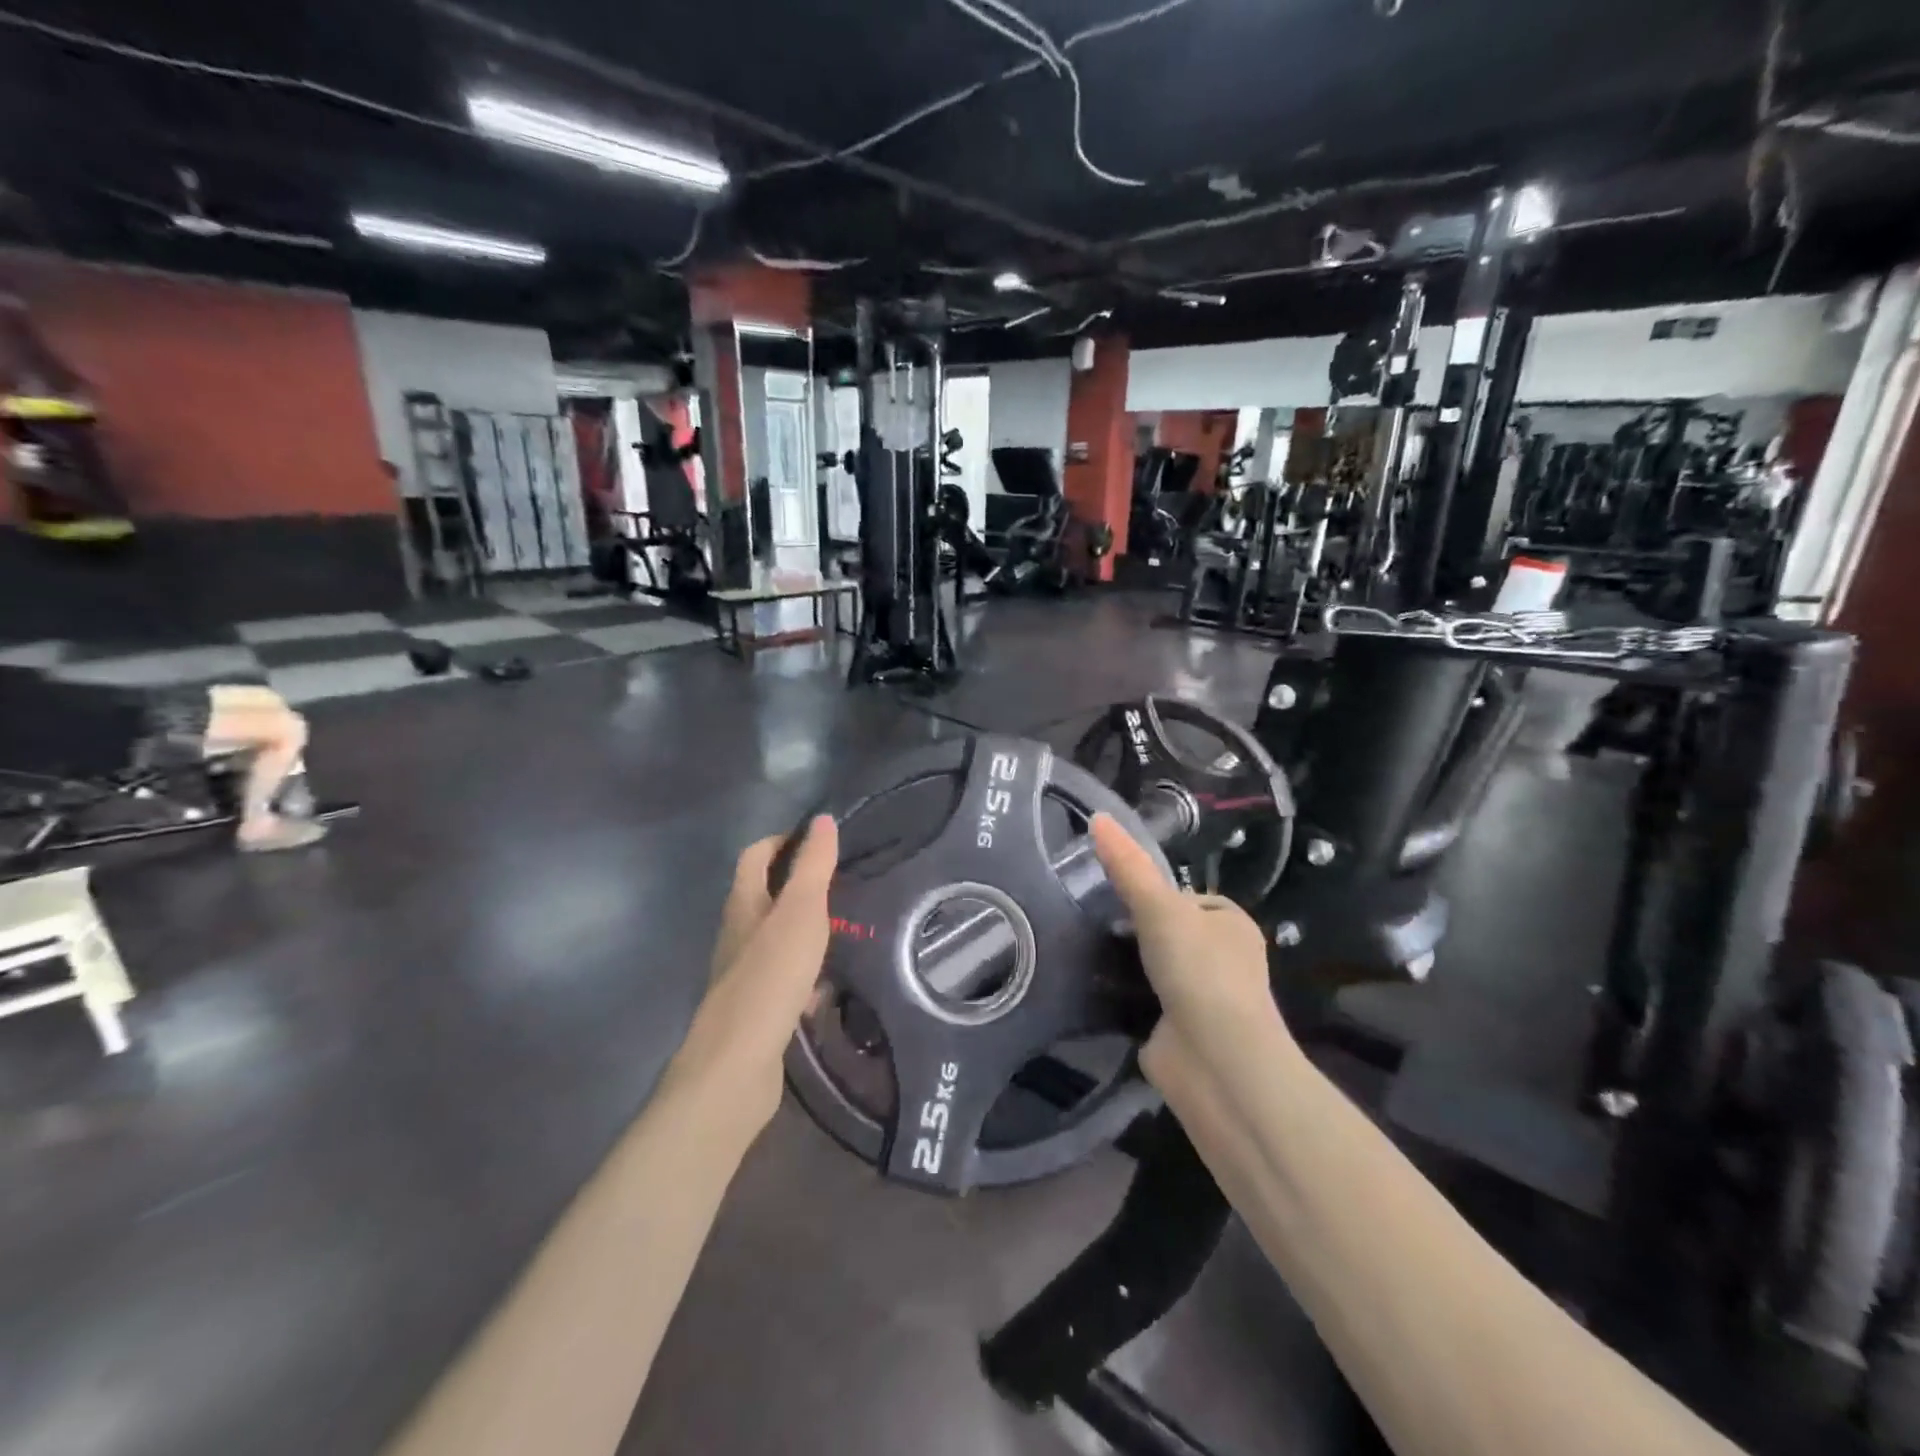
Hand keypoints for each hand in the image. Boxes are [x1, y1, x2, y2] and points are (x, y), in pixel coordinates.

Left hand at [666, 816, 838, 1134]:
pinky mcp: (754, 1008)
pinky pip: (783, 978)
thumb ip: (814, 866)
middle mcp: (737, 933)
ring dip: (804, 929)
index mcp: (743, 904)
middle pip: (764, 895)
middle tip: (842, 883)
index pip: (755, 855)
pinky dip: (804, 973)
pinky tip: (829, 985)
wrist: (736, 1064)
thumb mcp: (802, 911)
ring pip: (775, 938)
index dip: (783, 840)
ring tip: (845, 928)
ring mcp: (742, 973)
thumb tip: (823, 819)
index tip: (820, 840)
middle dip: (798, 885)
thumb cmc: (771, 976)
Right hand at [1089, 813, 1291, 1087]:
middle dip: (1137, 929)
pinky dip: (1123, 997)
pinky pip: (1144, 1002)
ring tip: (1084, 948)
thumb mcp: (1160, 907)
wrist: (1214, 1061)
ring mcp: (1202, 999)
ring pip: (1156, 968)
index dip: (1155, 892)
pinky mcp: (1178, 1032)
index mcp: (1232, 925)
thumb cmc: (1199, 971)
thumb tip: (1098, 816)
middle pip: (1171, 932)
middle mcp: (1223, 960)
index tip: (1116, 892)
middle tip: (1094, 920)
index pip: (1189, 897)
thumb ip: (1128, 866)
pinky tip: (1093, 988)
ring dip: (1128, 963)